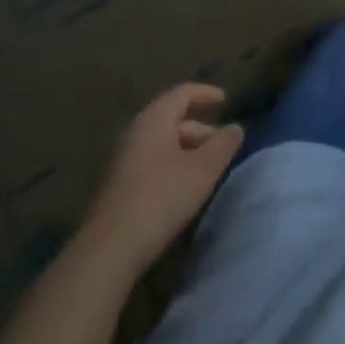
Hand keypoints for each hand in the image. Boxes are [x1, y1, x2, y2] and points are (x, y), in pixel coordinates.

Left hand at [86, 83, 243, 268]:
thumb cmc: (161, 197)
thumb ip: (224, 144)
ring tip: (206, 168)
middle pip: (171, 118)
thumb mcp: (204, 169)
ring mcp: (121, 160)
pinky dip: (171, 165)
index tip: (225, 101)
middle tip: (221, 145)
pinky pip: (150, 162)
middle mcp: (134, 132)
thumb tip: (235, 128)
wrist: (109, 250)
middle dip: (199, 128)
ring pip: (160, 143)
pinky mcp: (116, 186)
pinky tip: (183, 187)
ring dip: (186, 149)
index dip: (206, 94)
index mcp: (153, 119)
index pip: (182, 93)